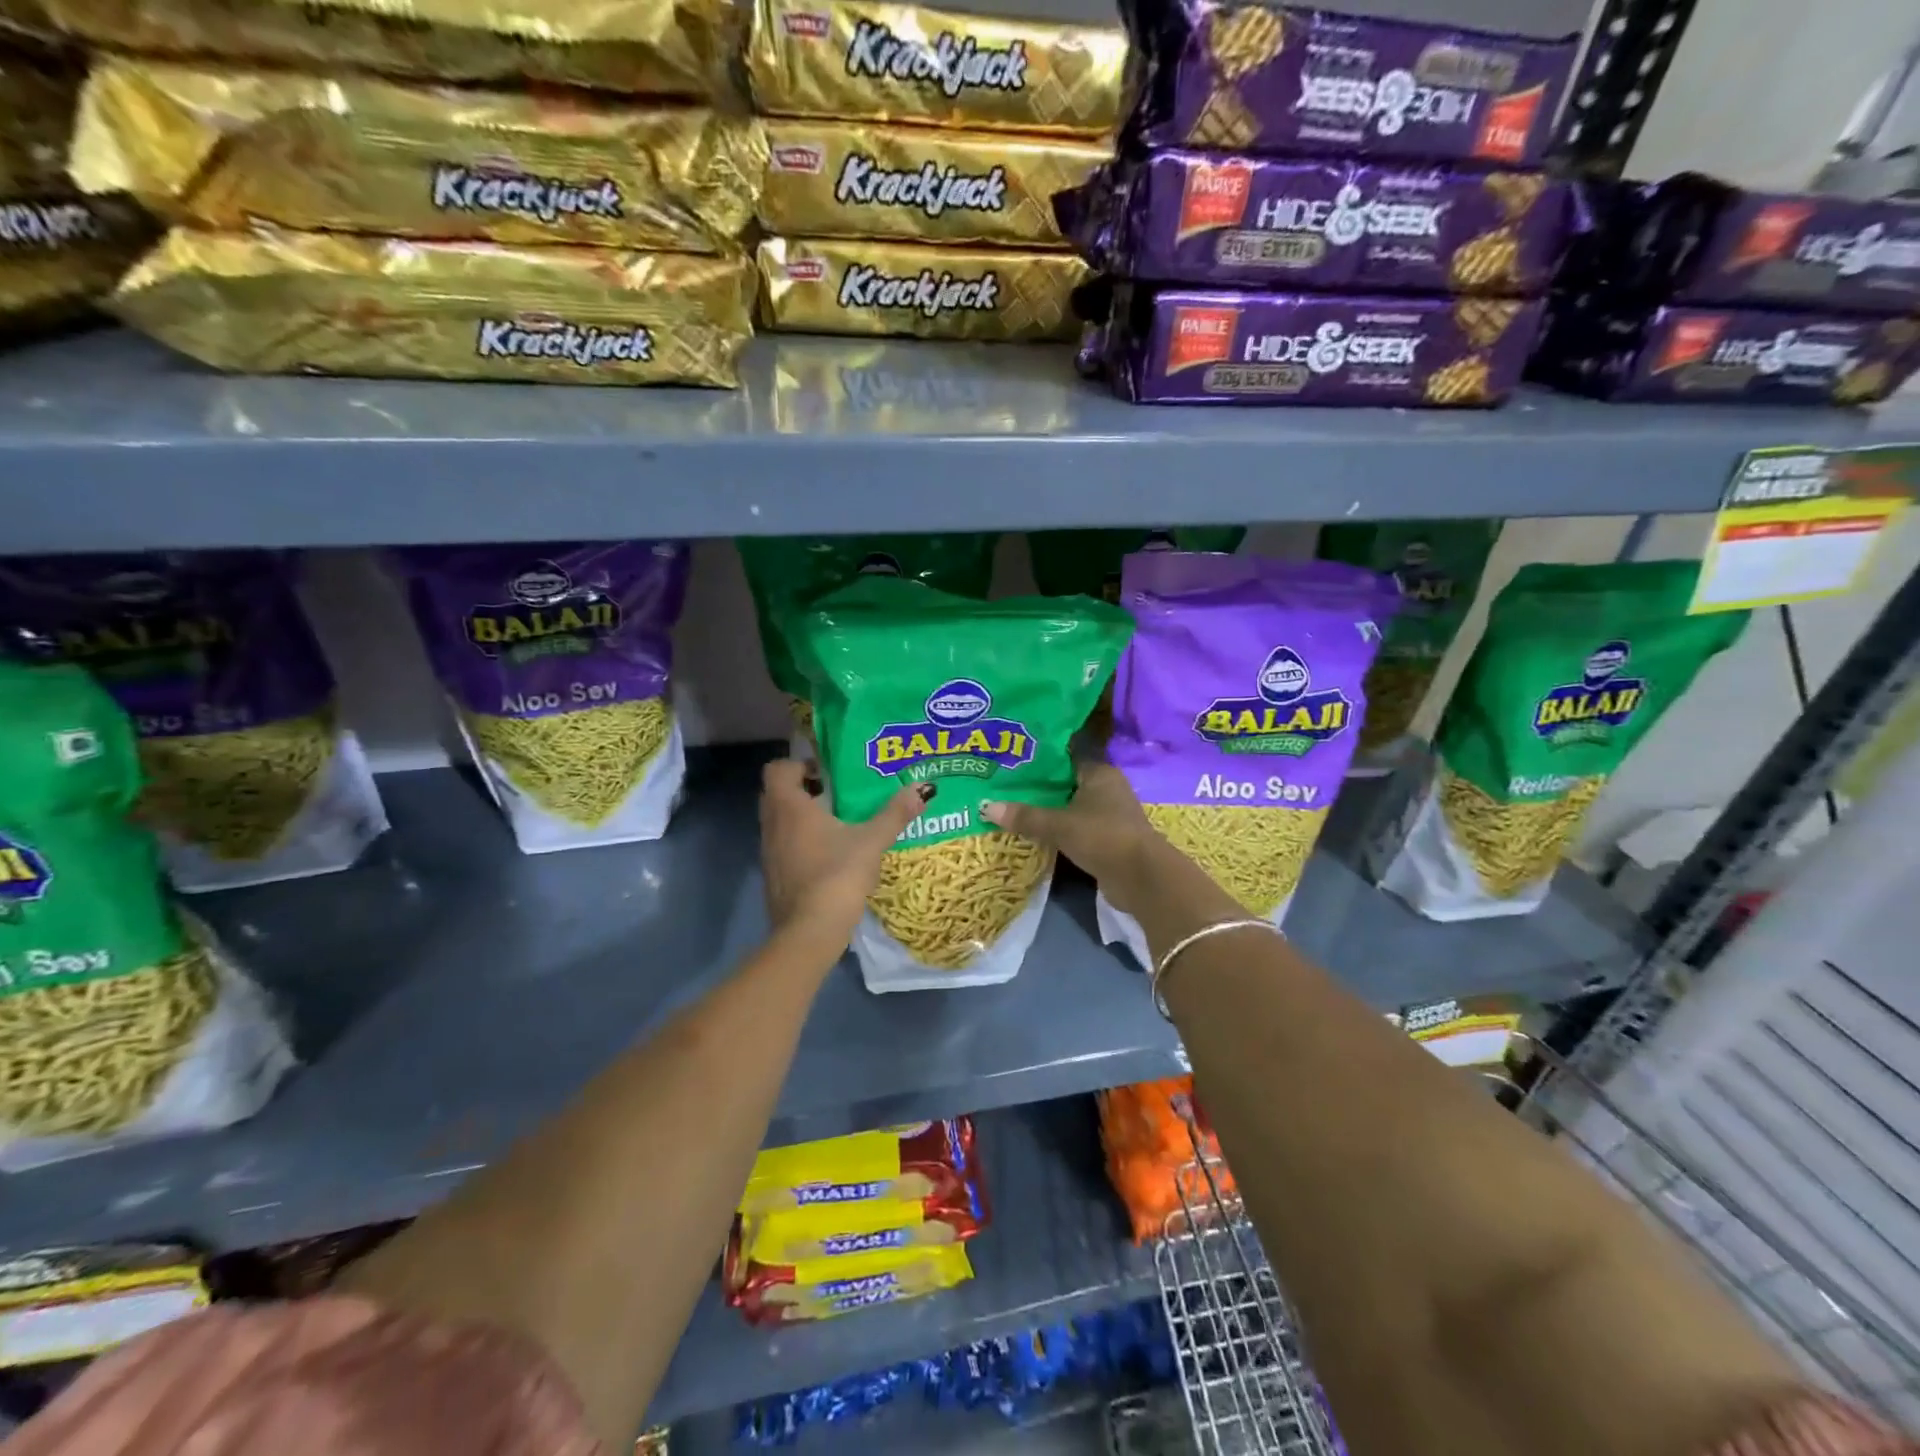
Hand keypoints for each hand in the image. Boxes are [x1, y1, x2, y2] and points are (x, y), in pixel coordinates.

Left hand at [759, 759, 929, 949]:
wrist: (809, 933)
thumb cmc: (837, 875)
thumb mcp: (872, 841)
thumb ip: (895, 813)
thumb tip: (922, 789)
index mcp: (790, 807)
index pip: (778, 769)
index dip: (799, 765)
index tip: (826, 774)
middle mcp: (772, 825)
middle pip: (777, 794)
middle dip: (803, 790)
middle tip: (835, 795)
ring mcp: (768, 854)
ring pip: (779, 823)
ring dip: (801, 819)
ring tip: (837, 825)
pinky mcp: (773, 877)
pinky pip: (783, 848)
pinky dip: (800, 844)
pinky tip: (829, 857)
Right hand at [982, 763, 1162, 913]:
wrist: (1141, 878)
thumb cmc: (1102, 836)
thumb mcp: (1058, 825)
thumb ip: (1025, 816)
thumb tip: (985, 806)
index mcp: (1099, 772)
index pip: (1066, 757)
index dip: (1040, 759)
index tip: (1012, 760)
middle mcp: (1107, 788)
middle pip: (1067, 783)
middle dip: (1040, 787)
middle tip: (1004, 785)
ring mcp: (1110, 815)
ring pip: (1071, 806)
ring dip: (1049, 810)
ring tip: (1013, 807)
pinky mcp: (1108, 839)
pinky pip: (1077, 828)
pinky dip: (1059, 830)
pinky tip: (1035, 832)